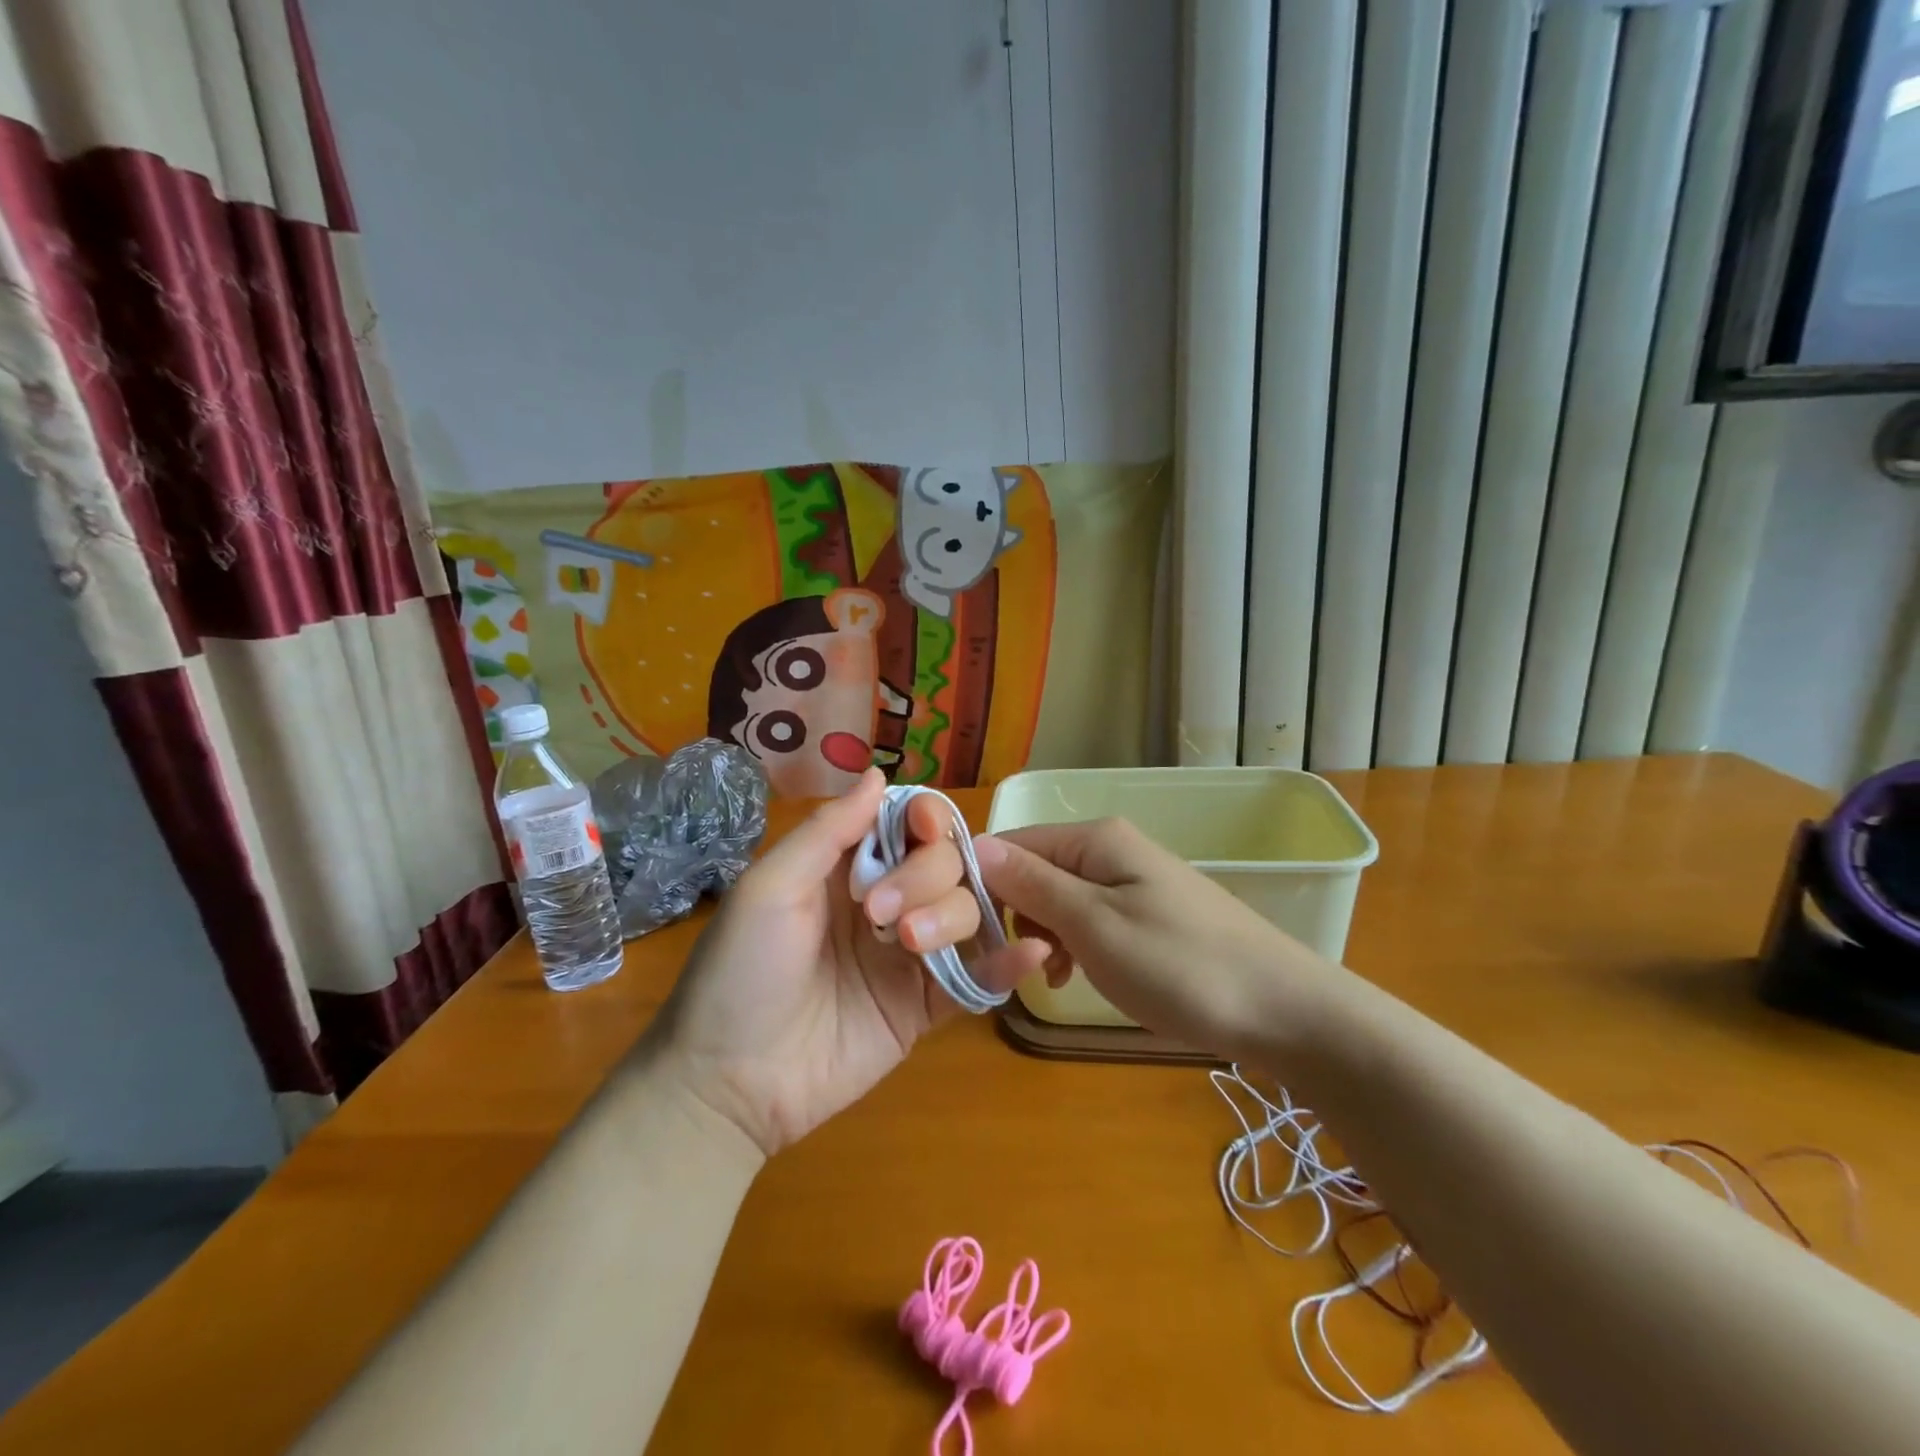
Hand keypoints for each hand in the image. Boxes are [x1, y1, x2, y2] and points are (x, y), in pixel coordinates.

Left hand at [646, 770, 1048, 1155]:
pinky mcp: (925, 1006)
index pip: (908, 826)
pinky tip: (1031, 953)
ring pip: (965, 910)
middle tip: (880, 913)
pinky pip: (977, 976)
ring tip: (910, 947)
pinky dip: (1008, 963)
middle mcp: (885, 902)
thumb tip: (881, 775)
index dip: (926, 819)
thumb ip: (829, 831)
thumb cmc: (740, 970)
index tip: (926, 829)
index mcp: (847, 867)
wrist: (728, 1081)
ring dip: (951, 917)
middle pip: (944, 863)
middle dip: (925, 876)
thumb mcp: (771, 887)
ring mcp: (909, 956)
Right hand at [971, 818, 1336, 1061]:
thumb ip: (1032, 884)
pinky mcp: (1145, 912)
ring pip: (1057, 898)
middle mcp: (1110, 848)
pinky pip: (1087, 918)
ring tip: (1053, 977)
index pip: (1011, 843)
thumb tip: (974, 844)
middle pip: (1032, 869)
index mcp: (1095, 839)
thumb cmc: (1180, 966)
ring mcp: (1131, 880)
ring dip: (1043, 935)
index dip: (981, 883)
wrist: (1284, 1011)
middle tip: (1024, 964)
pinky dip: (1072, 945)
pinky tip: (1076, 976)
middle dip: (1016, 914)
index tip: (967, 934)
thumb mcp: (1094, 926)